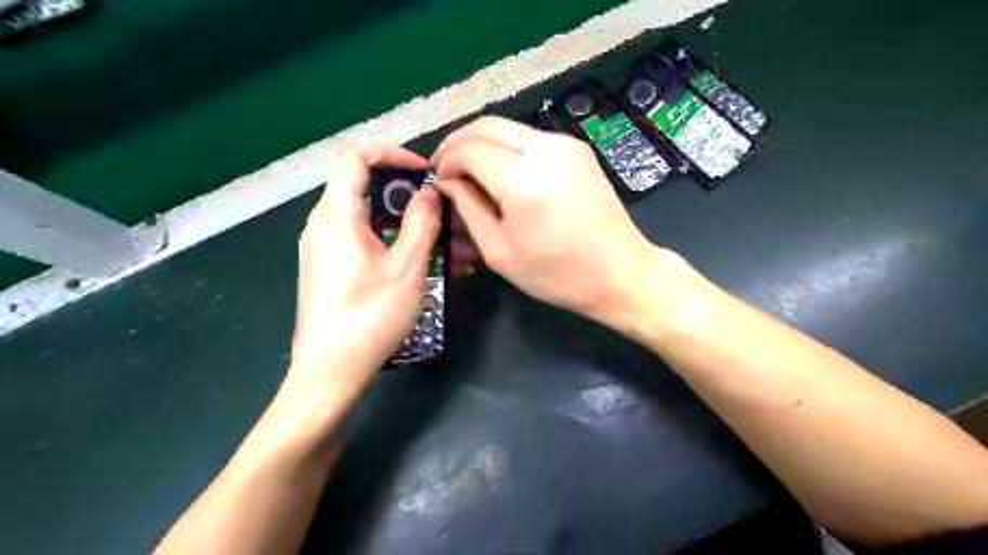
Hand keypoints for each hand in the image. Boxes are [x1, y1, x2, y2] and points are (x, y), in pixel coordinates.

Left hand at [286, 145, 439, 389]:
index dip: (392, 154)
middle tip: (440, 210)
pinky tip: (420, 262)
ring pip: (368, 218)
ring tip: (443, 243)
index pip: (355, 158)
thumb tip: (428, 192)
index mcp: (336, 215)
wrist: (330, 371)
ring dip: (405, 223)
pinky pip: (362, 240)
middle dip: (407, 195)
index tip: (424, 172)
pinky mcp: (329, 269)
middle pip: (364, 188)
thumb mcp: (407, 267)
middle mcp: (323, 224)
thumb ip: (421, 222)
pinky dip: (391, 241)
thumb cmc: (370, 315)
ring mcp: (324, 248)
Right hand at [433, 119, 653, 322]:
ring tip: (469, 169)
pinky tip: (500, 170)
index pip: (469, 150)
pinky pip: (529, 138)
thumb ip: (469, 209)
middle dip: (458, 142)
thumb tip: (447, 182)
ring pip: (508, 127)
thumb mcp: (500, 252)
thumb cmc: (557, 274)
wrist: (620, 272)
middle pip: (486, 126)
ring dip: (481, 142)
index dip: (446, 160)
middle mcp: (545, 150)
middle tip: (445, 167)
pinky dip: (506, 147)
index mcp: (523, 180)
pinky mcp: (577, 148)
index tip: (438, 179)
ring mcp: (565, 144)